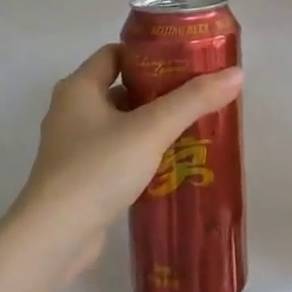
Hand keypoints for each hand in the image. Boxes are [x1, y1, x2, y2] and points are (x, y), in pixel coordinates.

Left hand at [13, 44, 243, 278]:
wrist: (55, 237)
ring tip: (191, 129)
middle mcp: (70, 111)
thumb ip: (193, 101)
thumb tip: (236, 74)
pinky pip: (114, 152)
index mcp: (78, 87)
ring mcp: (72, 146)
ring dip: (150, 124)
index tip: (185, 61)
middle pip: (119, 87)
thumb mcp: (151, 129)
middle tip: (196, 96)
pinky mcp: (78, 177)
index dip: (149, 54)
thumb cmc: (98, 169)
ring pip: (119, 123)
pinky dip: (139, 152)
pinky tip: (169, 163)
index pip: (115, 53)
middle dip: (157, 91)